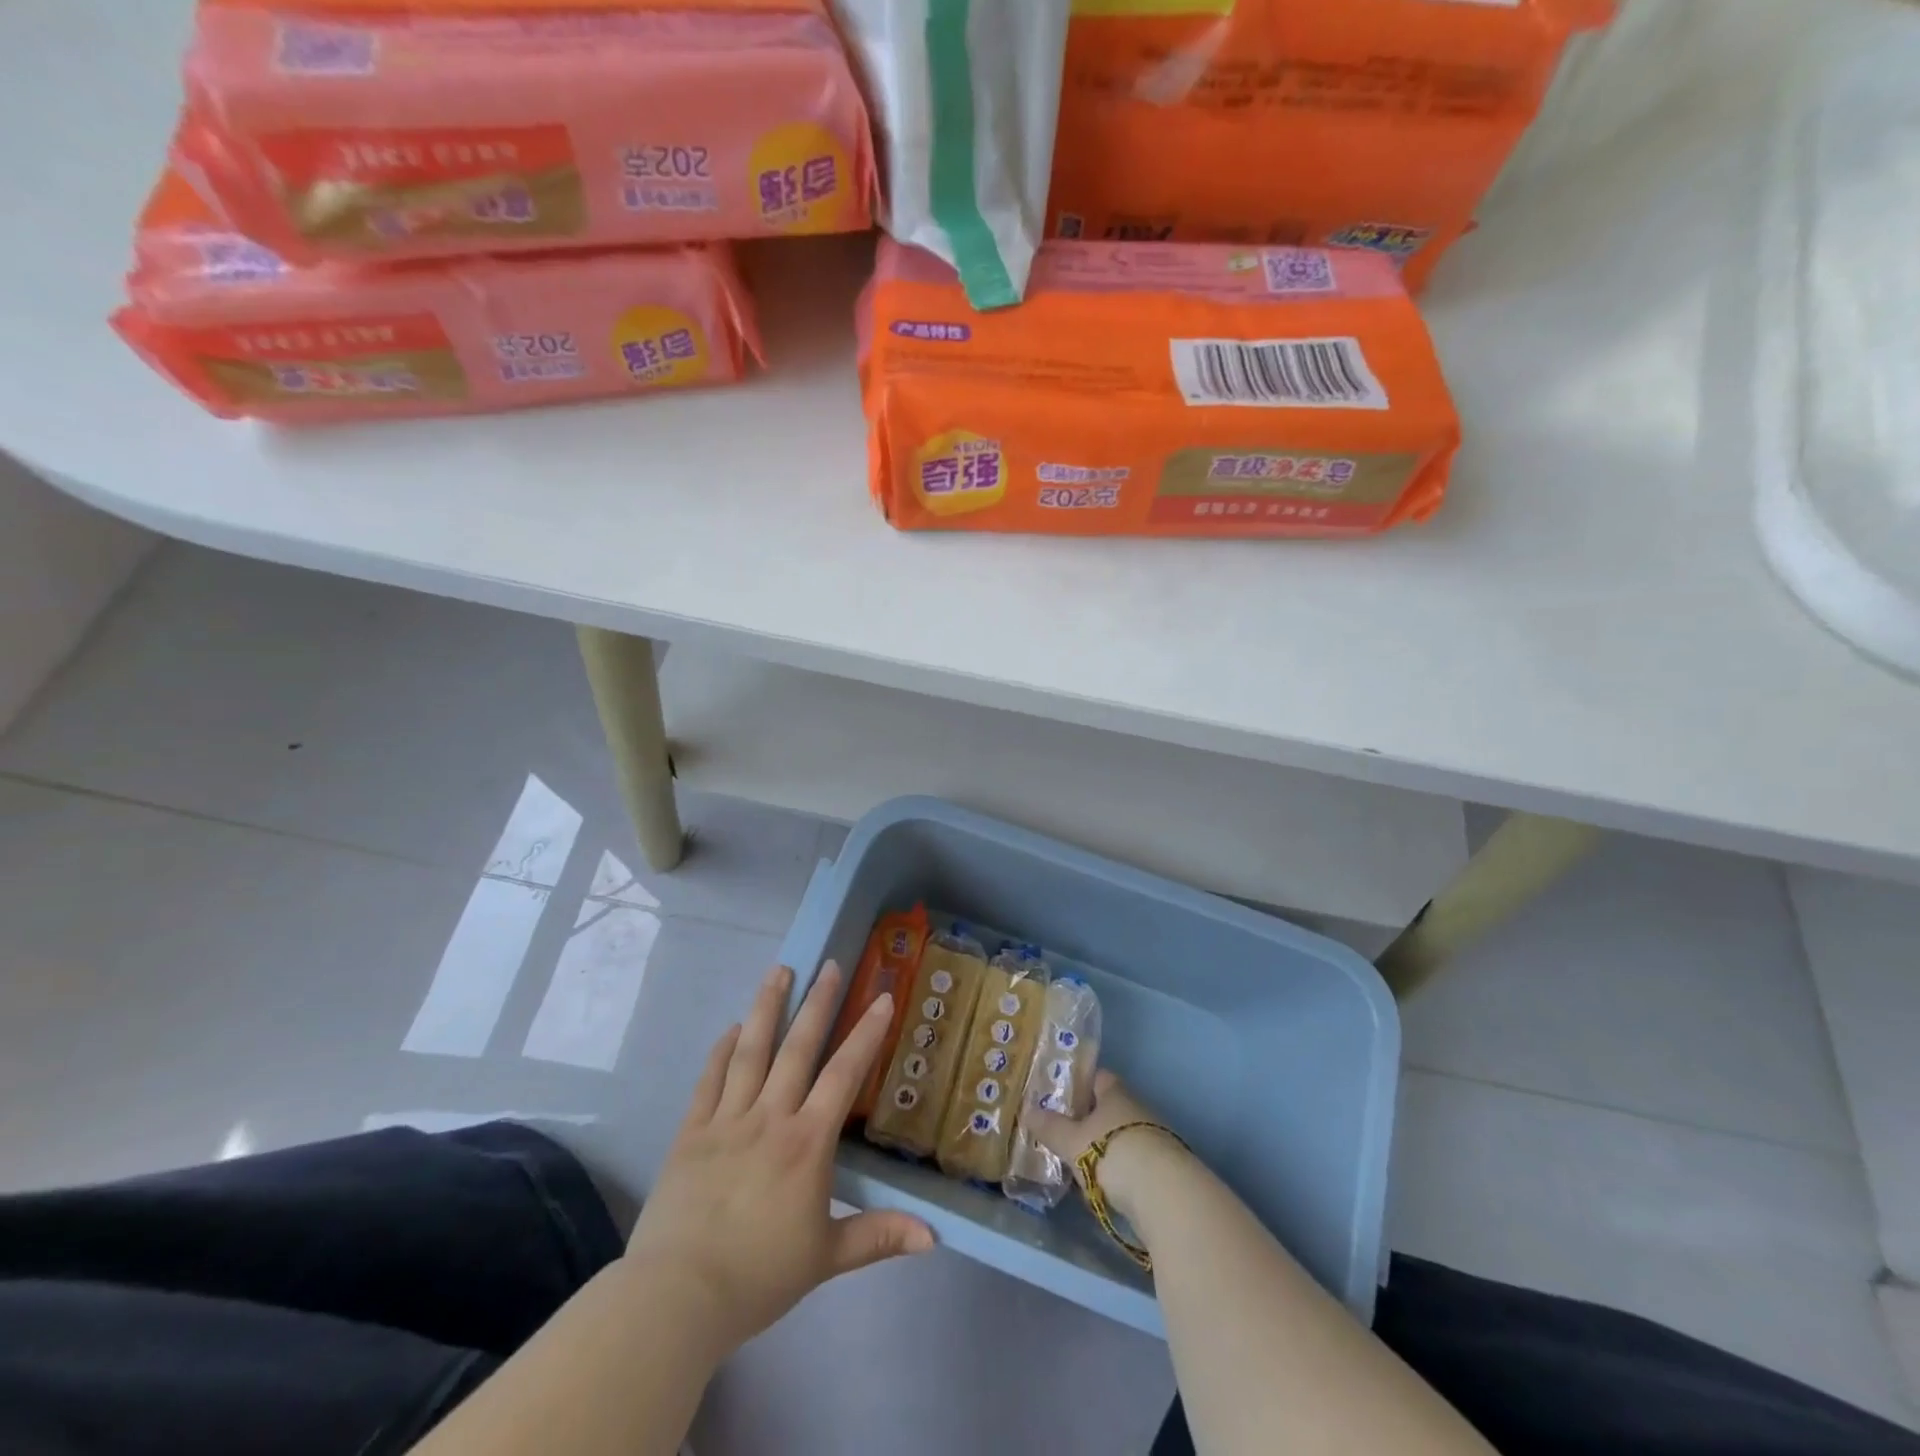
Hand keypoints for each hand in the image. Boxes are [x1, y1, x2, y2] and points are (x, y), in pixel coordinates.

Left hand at [624, 963, 934, 1355]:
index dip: (866, 1034)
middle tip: (829, 965)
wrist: (677, 1297)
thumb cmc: (758, 1276)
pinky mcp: (691, 1132)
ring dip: (767, 1007)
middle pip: (797, 1048)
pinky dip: (722, 1049)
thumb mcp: (826, 1259)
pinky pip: (709, 1079)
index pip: (844, 1075)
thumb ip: (878, 1237)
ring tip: (780, 970)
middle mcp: (769, 1117)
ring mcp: (726, 1119)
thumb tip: (934, 1237)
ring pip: (751, 1050)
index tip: (881, 998)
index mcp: (806, 1143)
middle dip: (818, 1003)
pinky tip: (732, 1028)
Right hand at [1023, 1071, 1190, 1225]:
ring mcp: (1154, 1139)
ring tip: (1079, 1163)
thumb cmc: (1113, 1152)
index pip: (1099, 1077)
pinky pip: (1134, 1162)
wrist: (1166, 1194)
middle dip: (1090, 1120)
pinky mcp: (1164, 1169)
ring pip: (1122, 1136)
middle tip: (1063, 1132)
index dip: (1081, 1084)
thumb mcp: (1074, 1141)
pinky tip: (1104, 1187)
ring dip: (1105, 1147)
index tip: (1061, 1095)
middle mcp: (1137, 1110)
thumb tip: (1027, 1110)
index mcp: (1116, 1094)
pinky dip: (1120, 1171)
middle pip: (1111, 1108)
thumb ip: (1051, 1127)